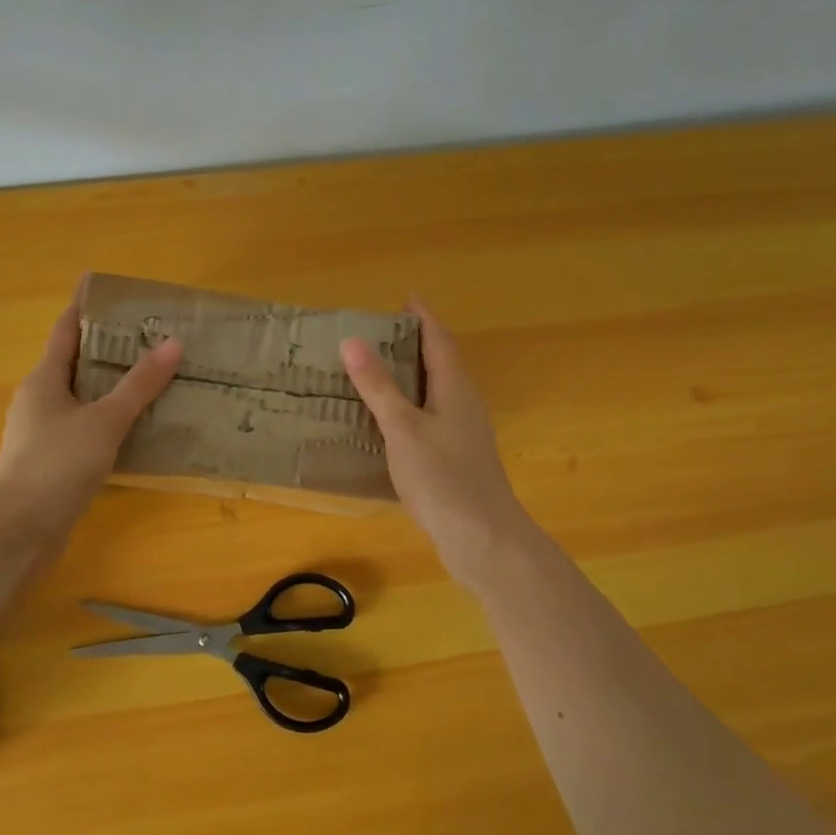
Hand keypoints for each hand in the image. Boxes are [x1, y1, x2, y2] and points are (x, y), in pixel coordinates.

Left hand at [0, 291, 182, 547]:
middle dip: (108, 345)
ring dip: (111, 384)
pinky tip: (137, 424)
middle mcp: (39, 399)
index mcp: (43, 379)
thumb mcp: (104, 421)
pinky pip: (85, 425)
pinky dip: (109, 417)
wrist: (19, 533)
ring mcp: (42, 431)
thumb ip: (139, 385)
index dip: (84, 305)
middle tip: (148, 332)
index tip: (104, 284)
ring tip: (151, 373)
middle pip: (76, 361)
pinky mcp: (51, 460)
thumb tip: (172, 343)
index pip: (66, 329)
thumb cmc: (57, 466)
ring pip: (82, 396)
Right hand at [340, 301, 542, 591]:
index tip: (407, 296)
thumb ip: (378, 386)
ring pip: (437, 392)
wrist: (482, 538)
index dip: (423, 316)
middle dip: (417, 342)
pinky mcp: (458, 459)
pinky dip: (410, 407)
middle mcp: (464, 404)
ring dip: (413, 376)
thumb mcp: (403, 428)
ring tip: (381, 370)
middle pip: (442, 362)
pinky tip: (391, 423)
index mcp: (455, 388)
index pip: (439, 340)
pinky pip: (432, 418)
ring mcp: (464, 433)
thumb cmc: (443, 477)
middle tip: (384, 330)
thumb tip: (353, 340)